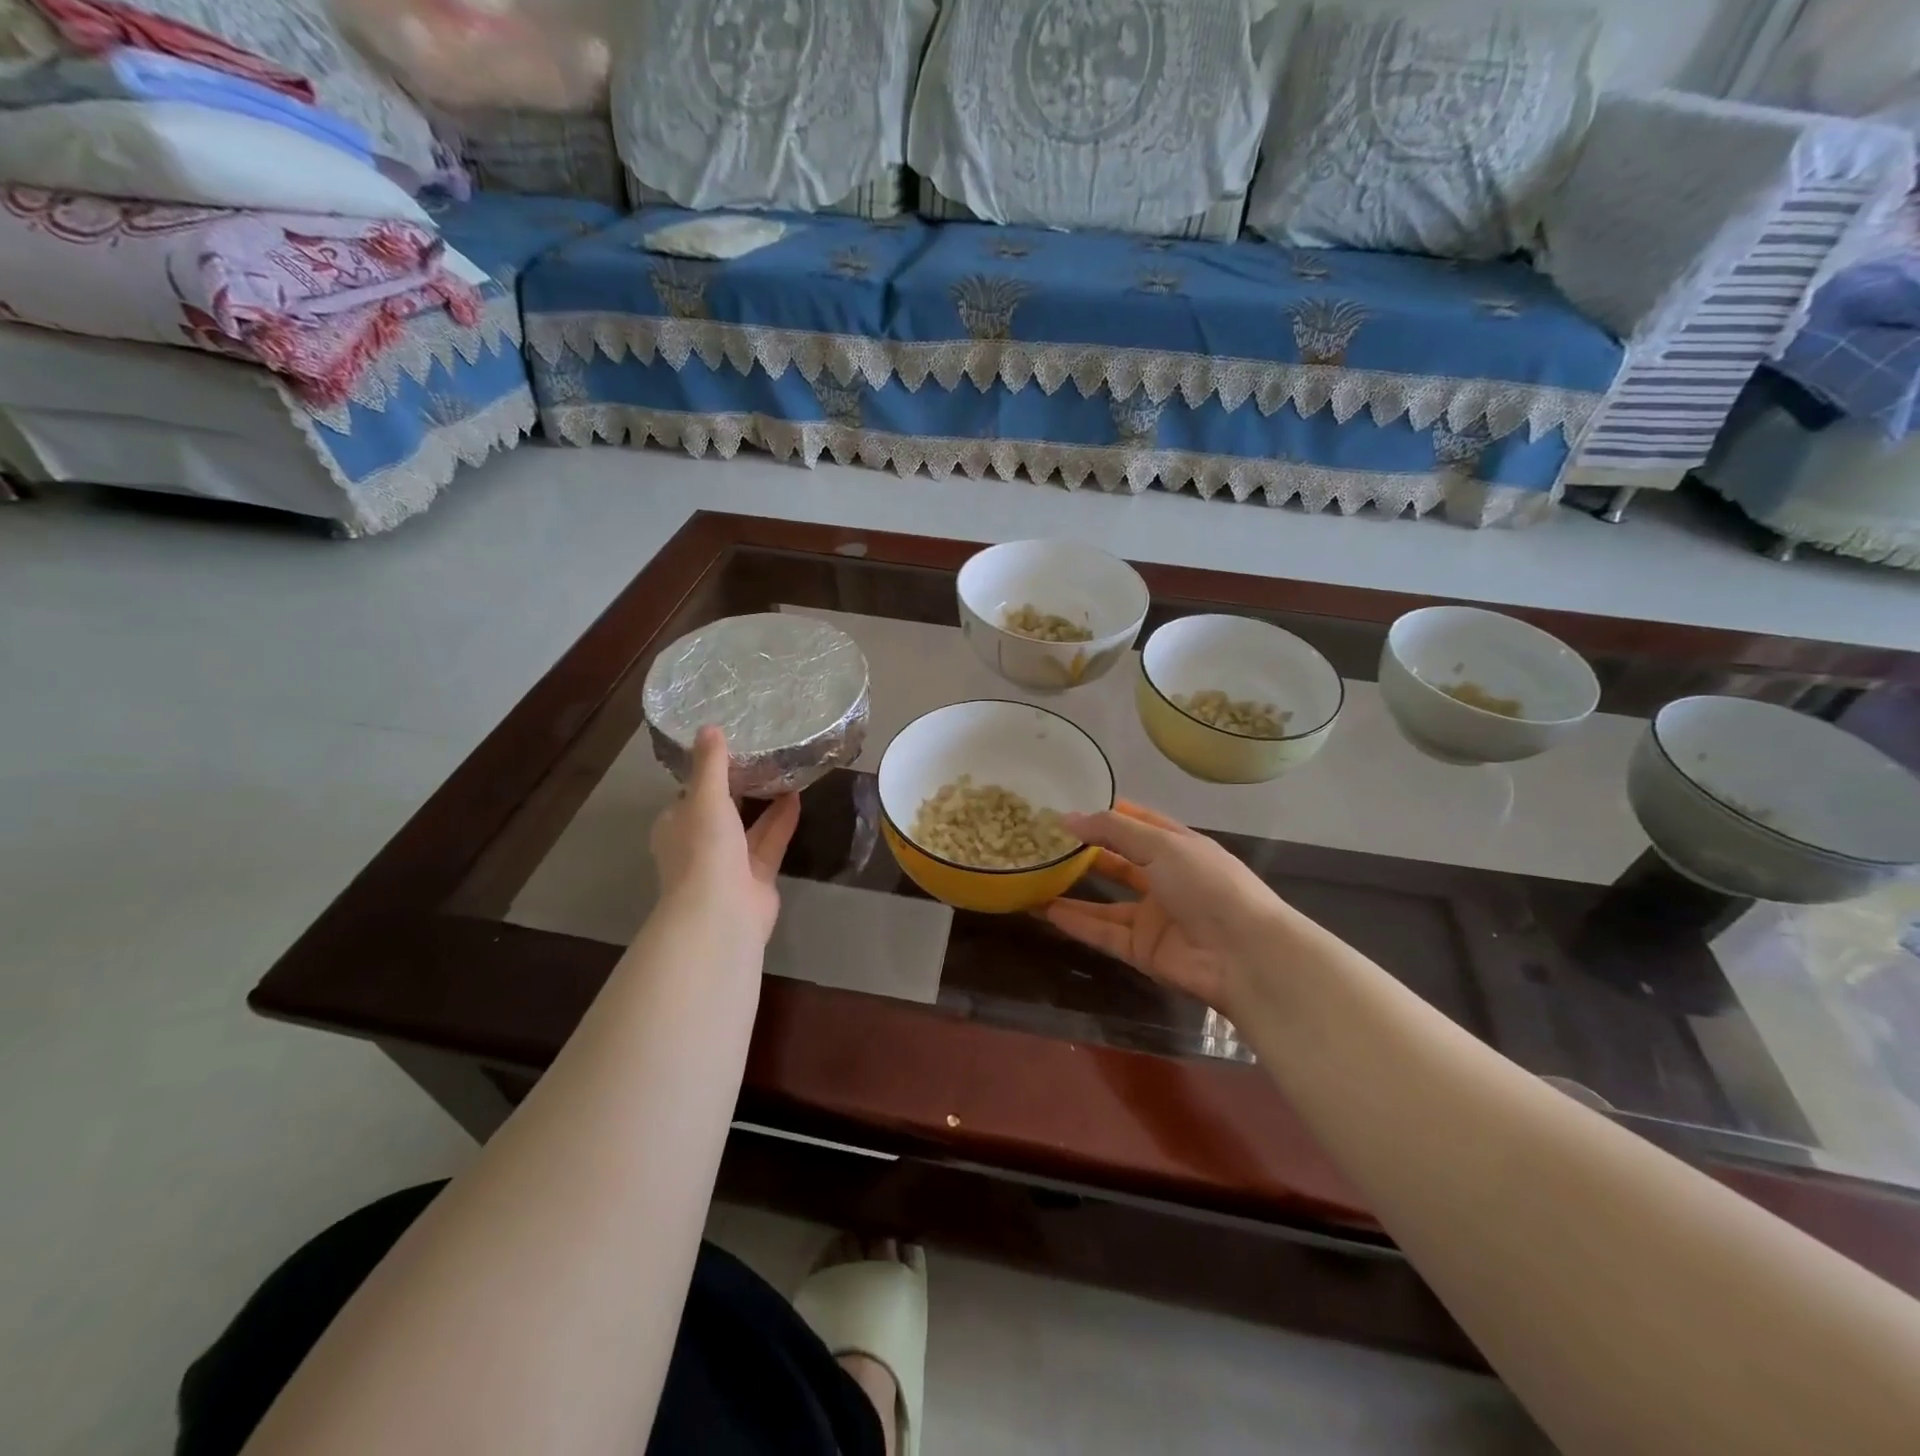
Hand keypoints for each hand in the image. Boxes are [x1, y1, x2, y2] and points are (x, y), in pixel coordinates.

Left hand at [649, 726, 799, 946]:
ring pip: (749, 826)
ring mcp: (729, 863)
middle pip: (721, 810)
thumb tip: (709, 727)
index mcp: (676, 825)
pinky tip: (798, 796)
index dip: (706, 772)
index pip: (689, 794)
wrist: (721, 912)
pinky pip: (770, 841)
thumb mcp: (705, 798)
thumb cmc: (703, 850)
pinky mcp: (756, 876)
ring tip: (785, 770)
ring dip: (765, 802)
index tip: (729, 748)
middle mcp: (699, 843)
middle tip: (764, 755)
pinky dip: (782, 821)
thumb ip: (710, 764)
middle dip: (740, 787)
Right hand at [1043, 801, 1290, 1014]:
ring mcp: (1153, 917)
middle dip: (1085, 852)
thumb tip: (1067, 818)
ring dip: (1073, 890)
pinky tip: (1044, 910)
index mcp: (1178, 847)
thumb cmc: (1208, 885)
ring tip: (1036, 877)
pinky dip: (1076, 922)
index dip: (1106, 814)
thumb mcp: (1162, 845)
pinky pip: (1102, 932)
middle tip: (1043, 843)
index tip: (1068, 807)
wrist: (1244, 955)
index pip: (1138, 823)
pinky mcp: (1142, 950)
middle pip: (1118, 862)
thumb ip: (1113, 831)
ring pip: (1105, 902)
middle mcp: (1165, 879)